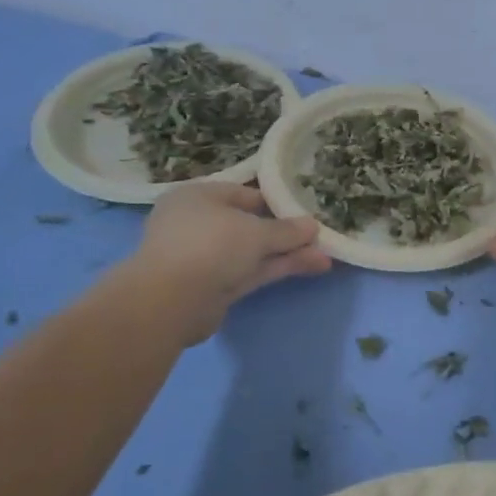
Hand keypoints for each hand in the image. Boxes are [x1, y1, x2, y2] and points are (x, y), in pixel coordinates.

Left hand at [125, 184, 331, 343]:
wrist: (170, 302)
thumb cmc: (210, 245)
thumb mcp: (256, 231)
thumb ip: (287, 230)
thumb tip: (313, 226)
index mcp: (197, 197)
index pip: (241, 193)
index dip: (274, 200)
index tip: (302, 209)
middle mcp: (198, 224)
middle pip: (249, 224)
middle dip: (285, 232)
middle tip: (318, 235)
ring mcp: (205, 258)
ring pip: (253, 251)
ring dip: (287, 253)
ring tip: (325, 255)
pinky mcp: (214, 287)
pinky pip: (252, 271)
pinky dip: (278, 268)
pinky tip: (312, 266)